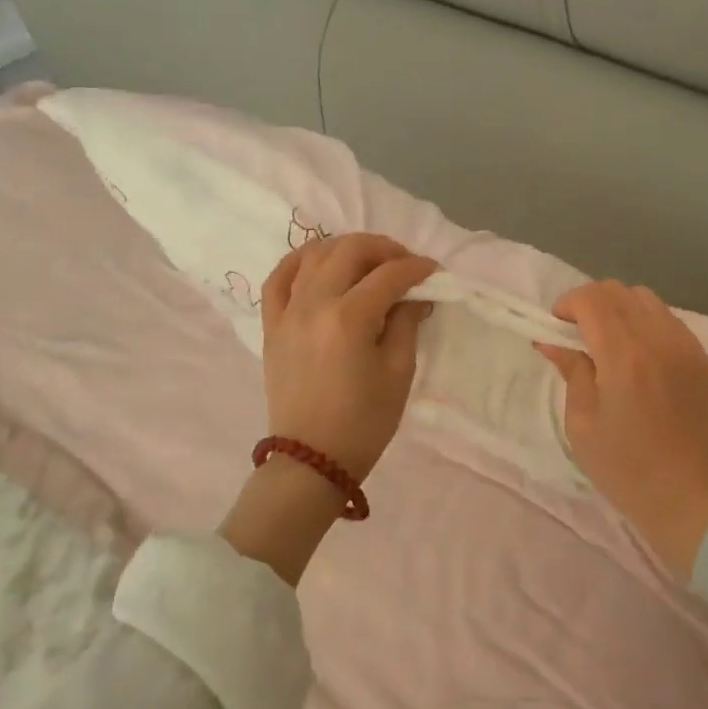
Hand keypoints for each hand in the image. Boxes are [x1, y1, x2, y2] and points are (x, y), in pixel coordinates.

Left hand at [222, 234, 435, 585]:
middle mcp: (314, 304)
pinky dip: (299, 261)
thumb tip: (416, 293)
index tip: (435, 272)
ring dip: (346, 248)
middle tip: (405, 264)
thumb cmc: (364, 421)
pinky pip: (279, 278)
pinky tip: (318, 261)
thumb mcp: (399, 372)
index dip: (417, 268)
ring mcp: (288, 312)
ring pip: (314, 255)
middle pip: (350, 251)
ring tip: (368, 262)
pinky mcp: (272, 325)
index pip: (389, 275)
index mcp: (350, 318)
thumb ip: (407, 322)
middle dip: (384, 249)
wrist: (312, 460)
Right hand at [536, 281, 707, 575]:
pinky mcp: (704, 360)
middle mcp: (658, 339)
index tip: (556, 324)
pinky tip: (640, 354)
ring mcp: (687, 347)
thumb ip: (571, 372)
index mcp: (623, 355)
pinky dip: (648, 323)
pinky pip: (671, 321)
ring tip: (610, 340)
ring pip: (648, 300)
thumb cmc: (626, 468)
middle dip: (592, 301)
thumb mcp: (582, 424)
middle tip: (578, 331)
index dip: (568, 303)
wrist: (690, 499)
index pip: (593, 299)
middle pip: (620, 291)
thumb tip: (552, 342)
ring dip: (621, 309)